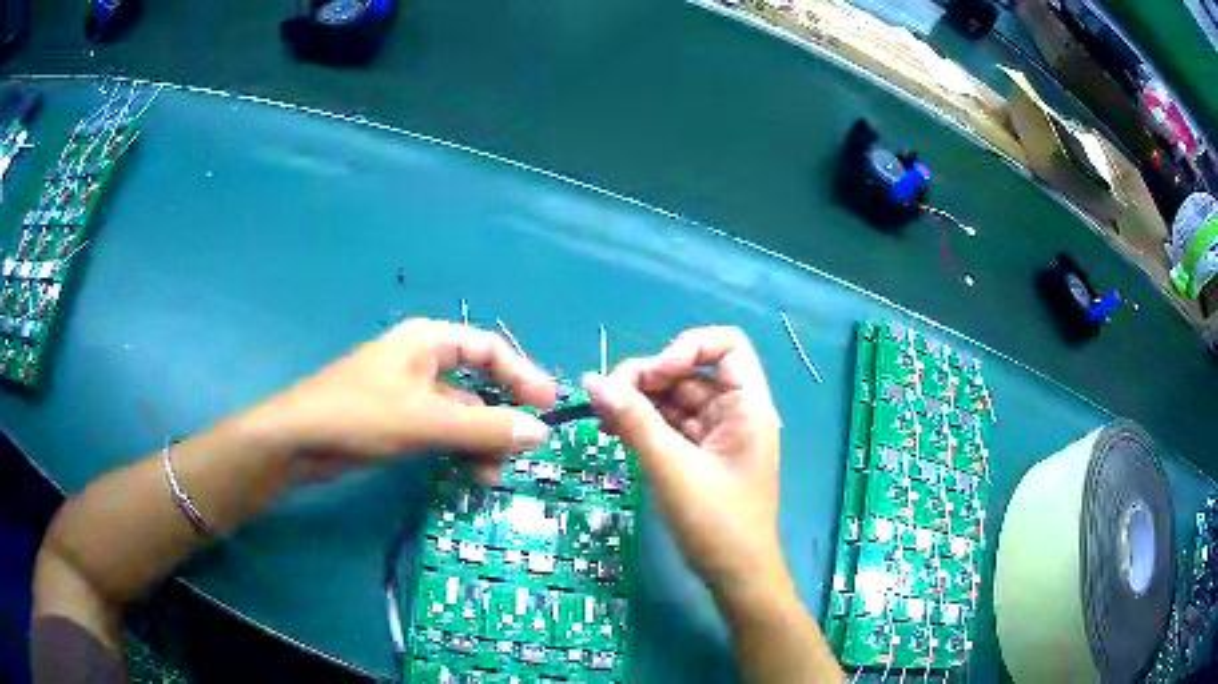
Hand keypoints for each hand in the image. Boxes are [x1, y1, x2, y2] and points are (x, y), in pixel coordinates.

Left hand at [248, 318, 556, 481]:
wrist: (297, 442)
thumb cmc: (360, 416)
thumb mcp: (427, 420)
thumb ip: (485, 426)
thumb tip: (540, 433)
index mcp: (428, 342)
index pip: (489, 349)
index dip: (523, 374)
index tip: (550, 406)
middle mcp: (421, 362)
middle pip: (477, 383)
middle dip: (502, 415)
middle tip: (527, 448)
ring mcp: (408, 394)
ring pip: (460, 413)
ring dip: (481, 440)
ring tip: (494, 474)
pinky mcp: (397, 422)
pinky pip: (441, 431)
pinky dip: (459, 449)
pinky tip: (470, 473)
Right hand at [582, 327, 784, 599]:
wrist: (736, 578)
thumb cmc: (717, 525)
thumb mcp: (673, 470)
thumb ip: (634, 422)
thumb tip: (592, 380)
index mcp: (748, 407)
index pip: (726, 345)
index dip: (687, 348)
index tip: (653, 376)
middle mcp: (734, 413)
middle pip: (690, 371)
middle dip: (649, 378)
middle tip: (607, 399)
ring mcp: (716, 435)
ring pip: (675, 399)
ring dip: (639, 401)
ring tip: (603, 417)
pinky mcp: (699, 456)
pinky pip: (669, 425)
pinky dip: (643, 423)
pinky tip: (614, 430)